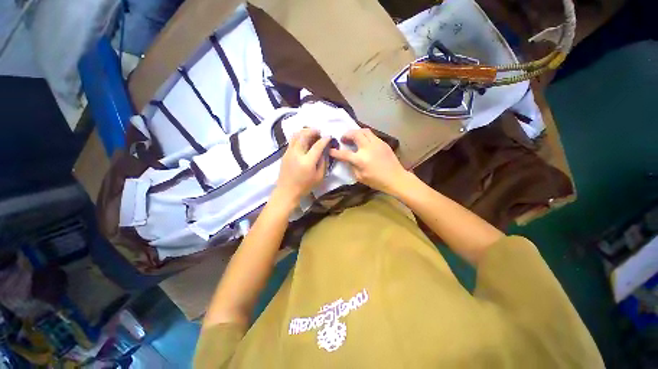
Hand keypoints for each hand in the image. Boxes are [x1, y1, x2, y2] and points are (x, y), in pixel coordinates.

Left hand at [273, 128, 329, 207]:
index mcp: (307, 161)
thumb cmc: (305, 186)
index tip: (329, 137)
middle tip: (319, 132)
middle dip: (313, 131)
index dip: (324, 140)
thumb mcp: (319, 177)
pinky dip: (299, 136)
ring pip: (296, 135)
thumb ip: (323, 163)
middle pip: (304, 135)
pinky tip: (304, 140)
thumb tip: (324, 152)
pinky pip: (292, 140)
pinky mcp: (285, 154)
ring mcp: (289, 152)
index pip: (317, 146)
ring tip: (311, 133)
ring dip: (304, 131)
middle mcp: (297, 154)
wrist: (287, 191)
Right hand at [329, 128, 407, 193]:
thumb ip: (352, 167)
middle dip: (346, 134)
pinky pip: (372, 135)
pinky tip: (364, 142)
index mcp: (361, 160)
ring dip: (356, 132)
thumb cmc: (377, 181)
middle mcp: (368, 148)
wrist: (396, 178)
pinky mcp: (383, 142)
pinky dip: (365, 135)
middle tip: (343, 139)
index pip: (344, 154)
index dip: (335, 152)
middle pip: (355, 134)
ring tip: (353, 137)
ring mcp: (376, 143)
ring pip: (364, 130)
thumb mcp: (360, 177)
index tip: (330, 150)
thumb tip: (348, 159)